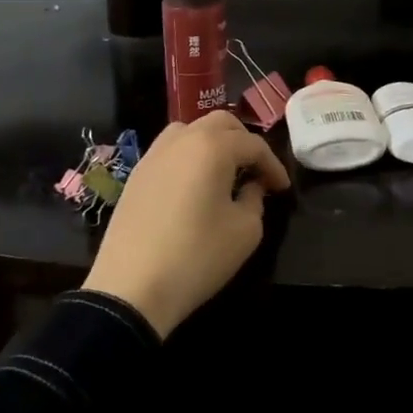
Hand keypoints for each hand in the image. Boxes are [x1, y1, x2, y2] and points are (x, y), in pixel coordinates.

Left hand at [81, 112, 289, 337]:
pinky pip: (171, 149)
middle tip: (256, 170)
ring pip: (192, 129)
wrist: (130, 289)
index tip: (282, 188)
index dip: (273, 165)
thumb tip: (251, 187)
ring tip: (224, 170)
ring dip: (214, 142)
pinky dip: (189, 155)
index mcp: (213, 146)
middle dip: (244, 142)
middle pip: (222, 124)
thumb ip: (255, 199)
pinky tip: (194, 183)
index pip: (254, 145)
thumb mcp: (245, 231)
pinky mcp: (137, 173)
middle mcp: (183, 138)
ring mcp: (155, 154)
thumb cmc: (197, 256)